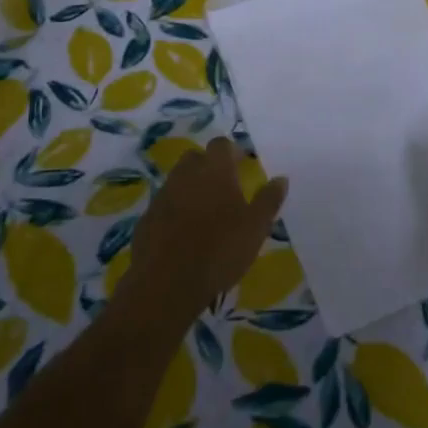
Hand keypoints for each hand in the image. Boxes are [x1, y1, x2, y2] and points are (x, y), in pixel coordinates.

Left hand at [127, 137, 287, 326]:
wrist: (167, 282)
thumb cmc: (220, 250)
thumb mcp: (256, 227)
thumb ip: (269, 200)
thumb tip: (281, 178)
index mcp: (214, 170)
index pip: (222, 144)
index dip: (232, 152)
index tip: (243, 165)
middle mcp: (185, 174)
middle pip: (196, 158)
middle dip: (209, 166)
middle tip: (225, 188)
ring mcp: (162, 195)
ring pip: (178, 181)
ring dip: (191, 189)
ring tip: (206, 214)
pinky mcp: (146, 218)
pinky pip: (164, 205)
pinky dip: (175, 211)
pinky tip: (184, 234)